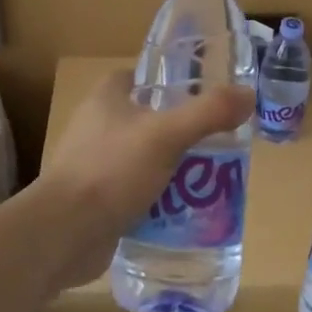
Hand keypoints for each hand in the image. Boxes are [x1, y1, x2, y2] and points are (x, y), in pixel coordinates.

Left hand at [33, 70, 254, 289]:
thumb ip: (209, 112)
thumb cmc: (111, 170)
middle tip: (218, 142)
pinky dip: (156, 197)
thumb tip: (248, 94)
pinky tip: (182, 209)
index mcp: (107, 97)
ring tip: (208, 178)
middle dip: (181, 130)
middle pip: (149, 118)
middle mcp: (97, 124)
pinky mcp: (95, 199)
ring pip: (144, 156)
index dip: (174, 82)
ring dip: (171, 166)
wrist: (62, 234)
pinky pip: (134, 190)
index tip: (206, 96)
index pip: (144, 77)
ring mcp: (93, 163)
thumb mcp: (167, 135)